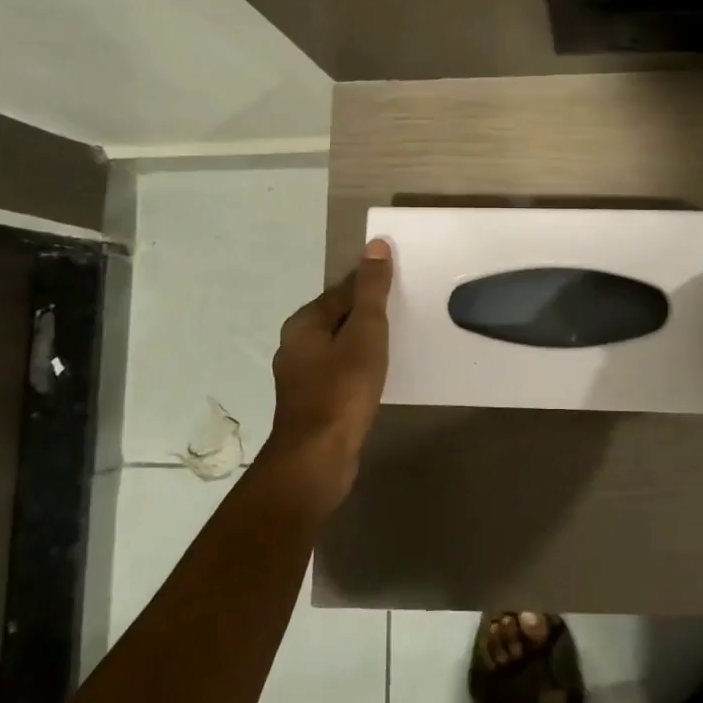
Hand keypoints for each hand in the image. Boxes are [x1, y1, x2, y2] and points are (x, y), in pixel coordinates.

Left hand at [261, 240, 392, 517]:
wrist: (318, 457)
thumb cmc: (342, 389)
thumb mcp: (365, 332)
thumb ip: (371, 290)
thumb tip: (376, 245)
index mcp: (304, 323)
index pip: (343, 290)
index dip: (373, 285)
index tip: (403, 286)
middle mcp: (296, 345)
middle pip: (339, 317)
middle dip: (369, 314)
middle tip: (406, 314)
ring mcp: (302, 377)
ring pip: (340, 346)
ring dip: (365, 343)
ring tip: (397, 344)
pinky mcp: (313, 402)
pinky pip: (340, 372)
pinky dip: (359, 367)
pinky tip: (378, 376)